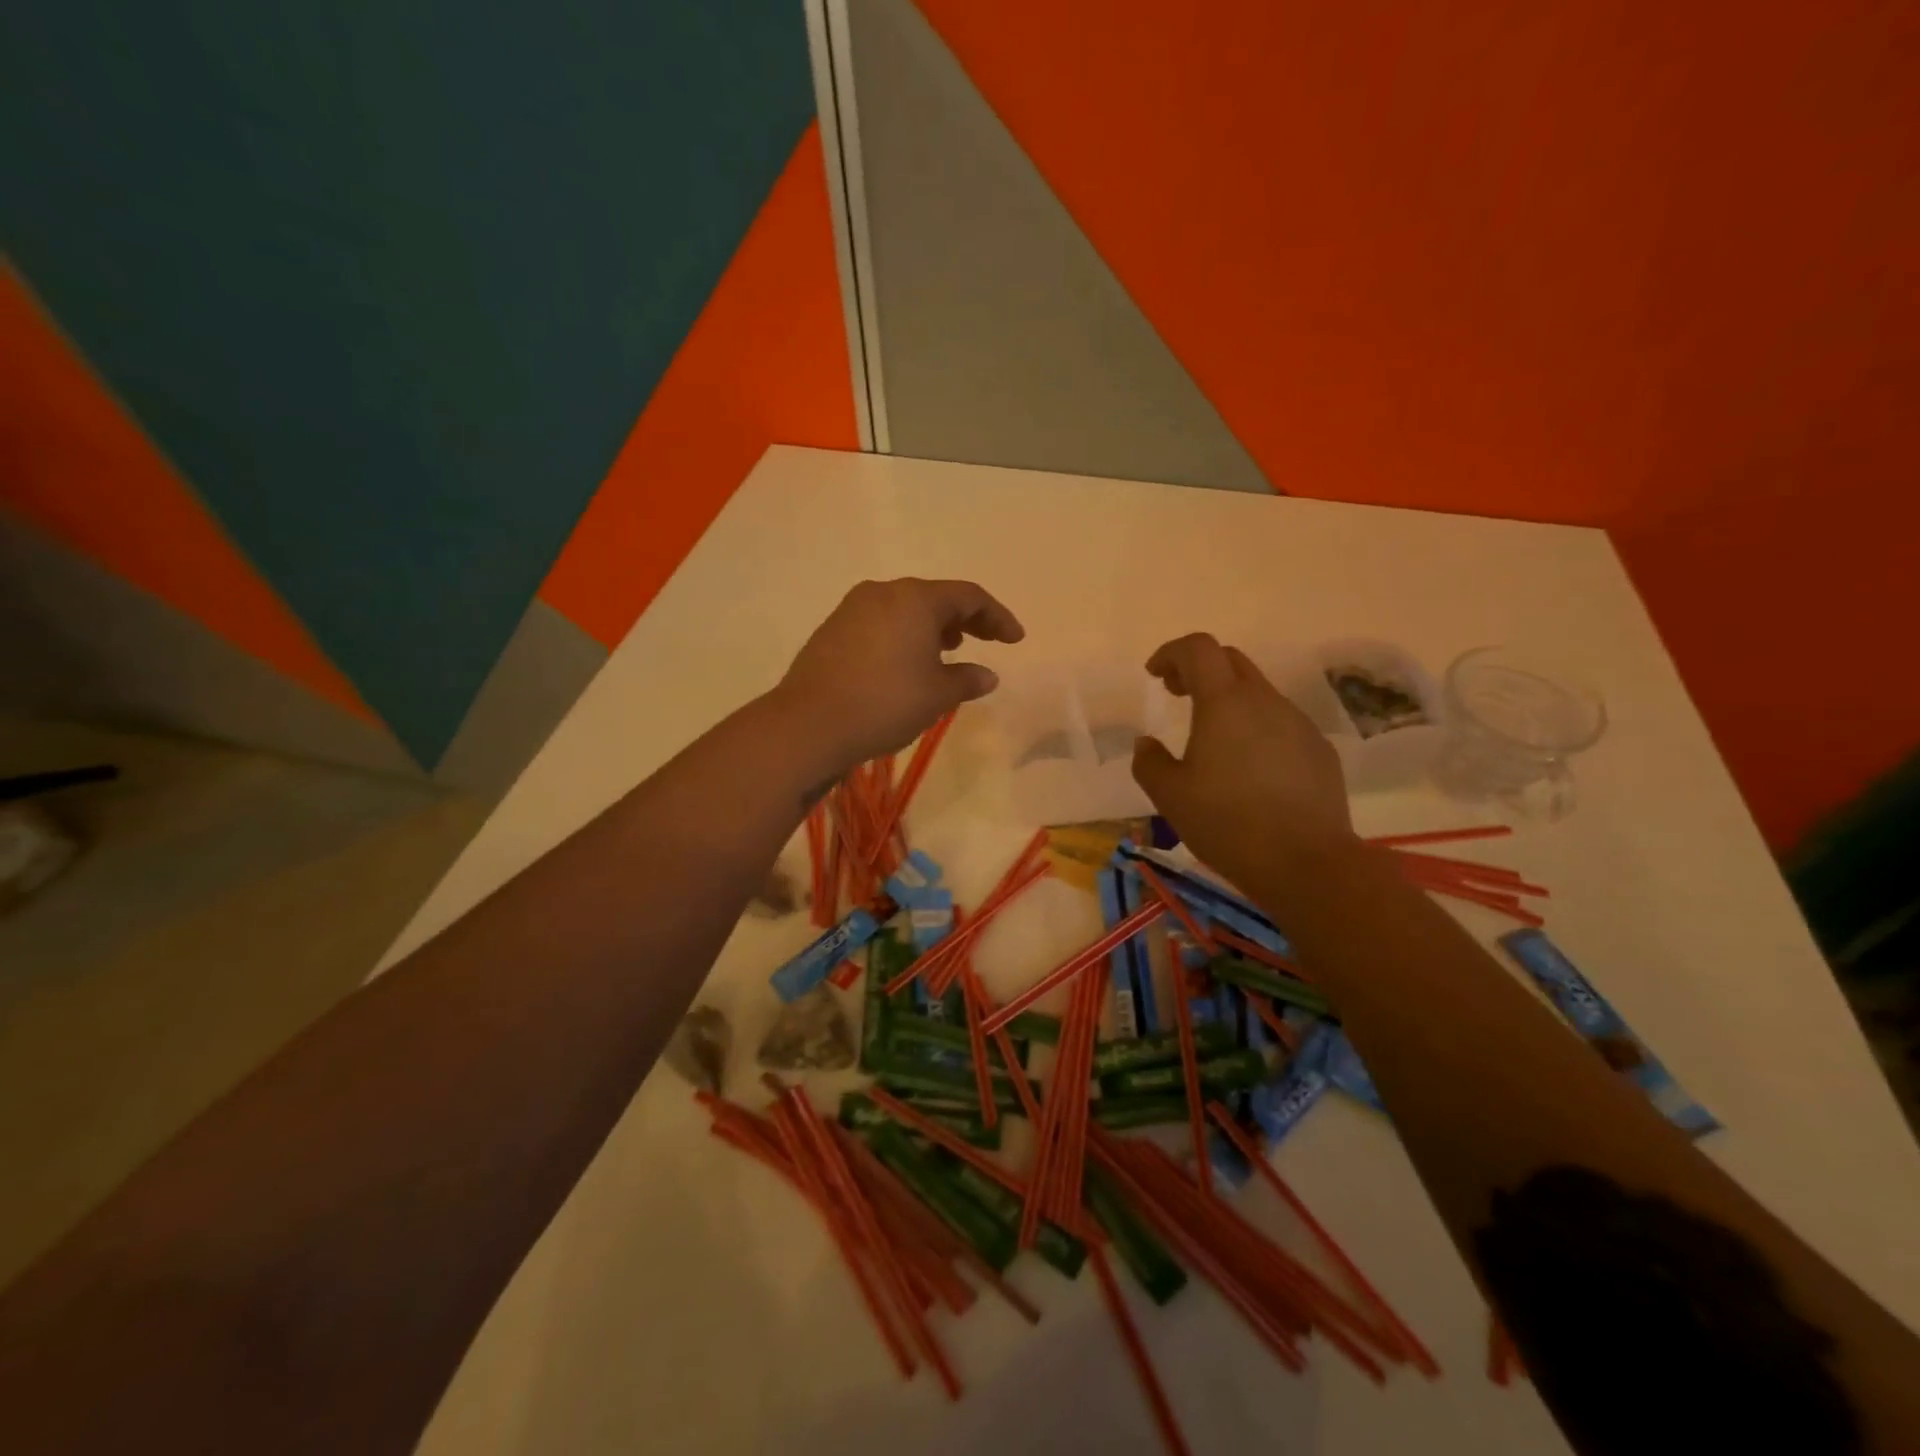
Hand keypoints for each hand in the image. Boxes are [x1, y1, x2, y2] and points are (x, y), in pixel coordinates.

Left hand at [775, 579, 1025, 771]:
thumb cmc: (886, 703)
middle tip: (986, 640)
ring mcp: (852, 609)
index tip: (1015, 639)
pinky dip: (903, 636)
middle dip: (965, 619)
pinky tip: (906, 663)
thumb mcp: (937, 695)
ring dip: (932, 627)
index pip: (969, 596)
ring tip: (948, 651)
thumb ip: (967, 680)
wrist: (810, 724)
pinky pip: (880, 623)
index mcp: (916, 599)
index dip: (997, 616)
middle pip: (935, 598)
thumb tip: (987, 675)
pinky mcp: (832, 630)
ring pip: (904, 609)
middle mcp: (883, 593)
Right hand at [1132, 633, 1354, 887]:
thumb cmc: (1228, 824)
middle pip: (1230, 661)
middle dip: (1199, 669)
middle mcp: (1265, 701)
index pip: (1198, 649)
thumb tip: (1146, 743)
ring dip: (1229, 701)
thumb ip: (1149, 762)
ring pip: (1258, 693)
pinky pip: (1281, 724)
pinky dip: (1256, 728)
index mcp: (1224, 703)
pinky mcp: (1319, 750)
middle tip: (1177, 695)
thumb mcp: (1170, 797)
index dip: (1172, 653)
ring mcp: (1298, 723)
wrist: (1308, 863)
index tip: (1155, 675)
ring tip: (1212, 740)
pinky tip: (1249, 770)